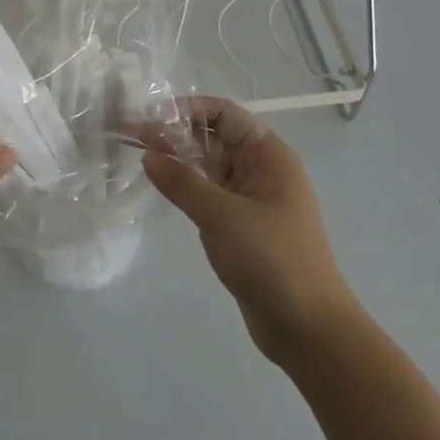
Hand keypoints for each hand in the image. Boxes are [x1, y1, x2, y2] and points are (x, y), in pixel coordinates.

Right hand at [135, 97, 358, 369]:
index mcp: (268, 155)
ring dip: (176, 157)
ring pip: (208, 164)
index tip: (150, 115)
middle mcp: (261, 169)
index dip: (187, 109)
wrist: (309, 330)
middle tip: (130, 135)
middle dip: (174, 132)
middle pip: (213, 136)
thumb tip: (148, 156)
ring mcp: (251, 198)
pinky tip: (159, 185)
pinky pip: (208, 192)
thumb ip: (182, 182)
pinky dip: (184, 184)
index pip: (224, 113)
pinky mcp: (241, 225)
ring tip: (136, 154)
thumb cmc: (272, 260)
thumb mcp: (222, 215)